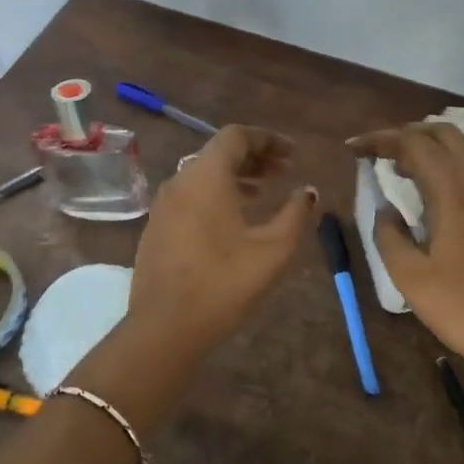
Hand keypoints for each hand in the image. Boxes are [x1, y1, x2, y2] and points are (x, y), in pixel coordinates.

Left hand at [127, 126, 317, 358]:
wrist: (164, 327)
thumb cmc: (223, 283)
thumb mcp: (272, 250)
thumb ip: (294, 214)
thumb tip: (307, 192)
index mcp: (206, 176)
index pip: (236, 136)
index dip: (268, 139)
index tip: (293, 153)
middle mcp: (180, 180)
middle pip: (218, 153)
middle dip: (254, 157)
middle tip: (284, 170)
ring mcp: (163, 204)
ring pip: (202, 175)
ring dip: (235, 176)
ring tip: (263, 191)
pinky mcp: (156, 227)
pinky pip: (190, 195)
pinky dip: (215, 194)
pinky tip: (233, 218)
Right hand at [349, 123, 463, 390]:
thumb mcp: (410, 278)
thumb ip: (389, 236)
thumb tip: (387, 211)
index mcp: (454, 192)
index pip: (413, 143)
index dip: (379, 139)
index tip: (354, 148)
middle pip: (444, 133)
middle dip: (408, 134)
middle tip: (382, 154)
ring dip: (435, 147)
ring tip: (409, 169)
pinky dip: (458, 165)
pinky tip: (447, 191)